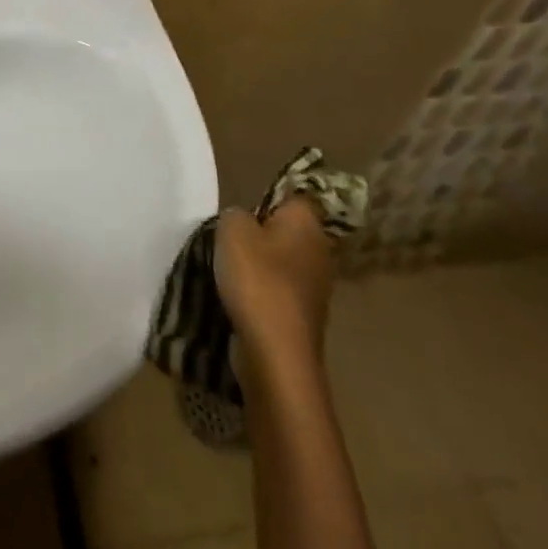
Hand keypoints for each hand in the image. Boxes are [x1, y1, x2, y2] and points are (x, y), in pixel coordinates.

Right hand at [214, 200, 333, 360]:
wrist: (276, 354)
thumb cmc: (257, 279)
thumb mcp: (232, 229)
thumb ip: (236, 214)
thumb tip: (245, 222)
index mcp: (307, 222)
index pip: (292, 194)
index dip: (267, 196)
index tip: (243, 208)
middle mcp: (319, 251)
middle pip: (284, 229)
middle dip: (259, 232)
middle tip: (229, 237)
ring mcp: (315, 287)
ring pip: (280, 262)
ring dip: (257, 265)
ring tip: (228, 269)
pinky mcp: (303, 316)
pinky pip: (277, 291)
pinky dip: (260, 292)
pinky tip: (238, 297)